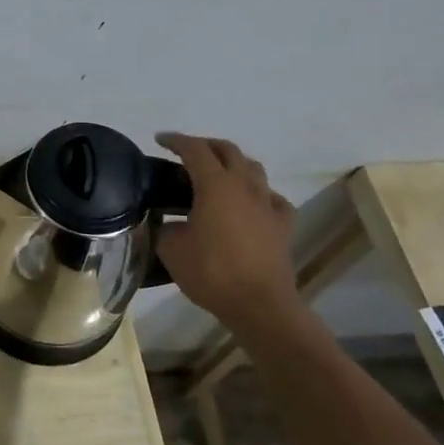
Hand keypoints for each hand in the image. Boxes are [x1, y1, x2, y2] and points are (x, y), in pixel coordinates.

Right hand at [155, 133, 299, 328]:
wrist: (260, 304)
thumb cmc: (212, 272)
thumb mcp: (172, 249)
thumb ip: (166, 228)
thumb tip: (169, 224)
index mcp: (215, 185)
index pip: (194, 149)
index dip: (175, 141)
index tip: (160, 139)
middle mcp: (244, 186)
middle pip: (228, 150)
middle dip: (206, 145)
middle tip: (187, 153)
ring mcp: (268, 204)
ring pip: (253, 168)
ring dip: (234, 164)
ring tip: (218, 174)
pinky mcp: (283, 224)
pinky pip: (272, 198)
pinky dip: (258, 193)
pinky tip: (249, 204)